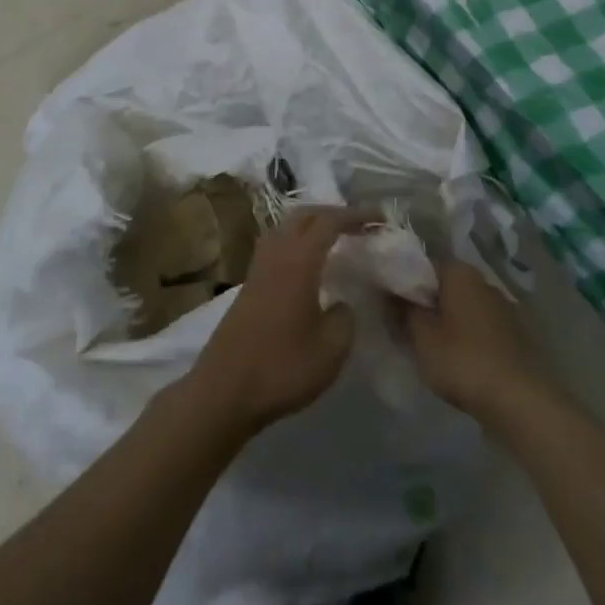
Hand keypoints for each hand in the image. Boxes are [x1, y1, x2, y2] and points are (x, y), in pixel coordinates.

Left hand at [182, 208, 363, 438]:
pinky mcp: (248, 286)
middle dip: (333, 213)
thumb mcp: (331, 349)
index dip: (356, 215)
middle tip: (359, 225)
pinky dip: (296, 243)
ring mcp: (258, 269)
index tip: (380, 219)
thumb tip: (341, 304)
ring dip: (311, 226)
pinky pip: (276, 247)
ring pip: (285, 229)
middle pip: (304, 216)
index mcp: (298, 261)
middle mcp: (276, 255)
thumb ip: (345, 317)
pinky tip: (308, 266)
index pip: (329, 221)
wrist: (224, 391)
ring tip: (335, 239)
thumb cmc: (282, 367)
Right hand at [404, 259, 552, 421]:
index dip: (402, 282)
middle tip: (402, 326)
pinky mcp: (514, 334)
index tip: (387, 302)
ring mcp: (502, 307)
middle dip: (425, 303)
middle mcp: (483, 281)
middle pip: (443, 286)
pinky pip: (479, 326)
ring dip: (445, 321)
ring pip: (462, 307)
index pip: (422, 265)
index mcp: (459, 272)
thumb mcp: (421, 337)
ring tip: (426, 346)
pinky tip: (455, 358)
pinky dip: (465, 336)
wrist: (520, 400)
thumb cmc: (463, 361)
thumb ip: (403, 310)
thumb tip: (391, 291)